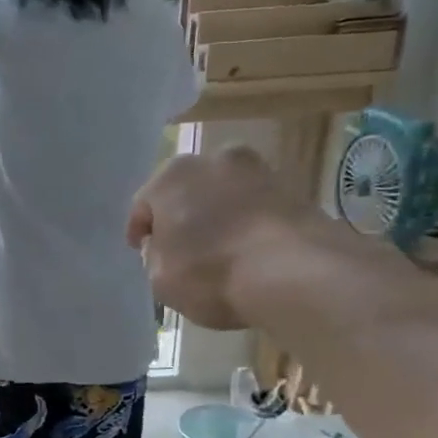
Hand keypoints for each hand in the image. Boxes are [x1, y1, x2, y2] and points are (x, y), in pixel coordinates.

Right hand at [127, 148, 304, 329]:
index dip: (140, 229)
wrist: (297, 275)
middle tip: (180, 247)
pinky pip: (256, 209)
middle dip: (182, 216)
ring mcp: (260, 171)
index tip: (141, 250)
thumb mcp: (160, 278)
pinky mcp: (296, 191)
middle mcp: (215, 160)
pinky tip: (247, 252)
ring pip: (225, 196)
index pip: (144, 203)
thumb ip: (155, 256)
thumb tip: (165, 246)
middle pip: (188, 191)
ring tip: (217, 251)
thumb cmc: (211, 273)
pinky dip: (248, 225)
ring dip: (218, 217)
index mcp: (172, 175)